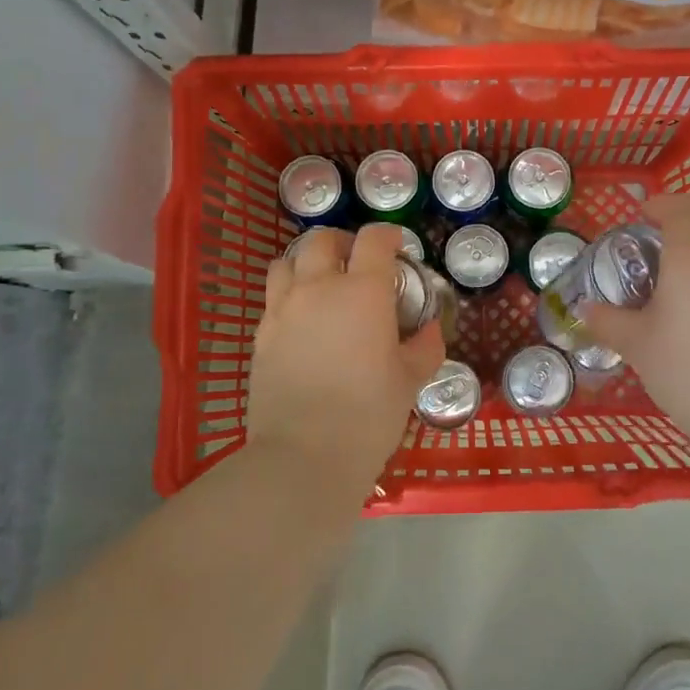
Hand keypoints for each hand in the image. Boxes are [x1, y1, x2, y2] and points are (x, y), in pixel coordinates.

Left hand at [247, 225, 444, 487]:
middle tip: (358, 263)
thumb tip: (429, 329)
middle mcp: (319, 287)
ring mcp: (283, 308)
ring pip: (288, 261)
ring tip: (322, 283)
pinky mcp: (261, 334)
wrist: (304, 455)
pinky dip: (289, 293)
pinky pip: (272, 296)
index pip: (374, 240)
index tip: (398, 247)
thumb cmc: (368, 415)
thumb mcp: (410, 380)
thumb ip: (424, 347)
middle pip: (323, 239)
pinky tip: (303, 318)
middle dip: (344, 242)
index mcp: (363, 291)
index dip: (389, 235)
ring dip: (308, 262)